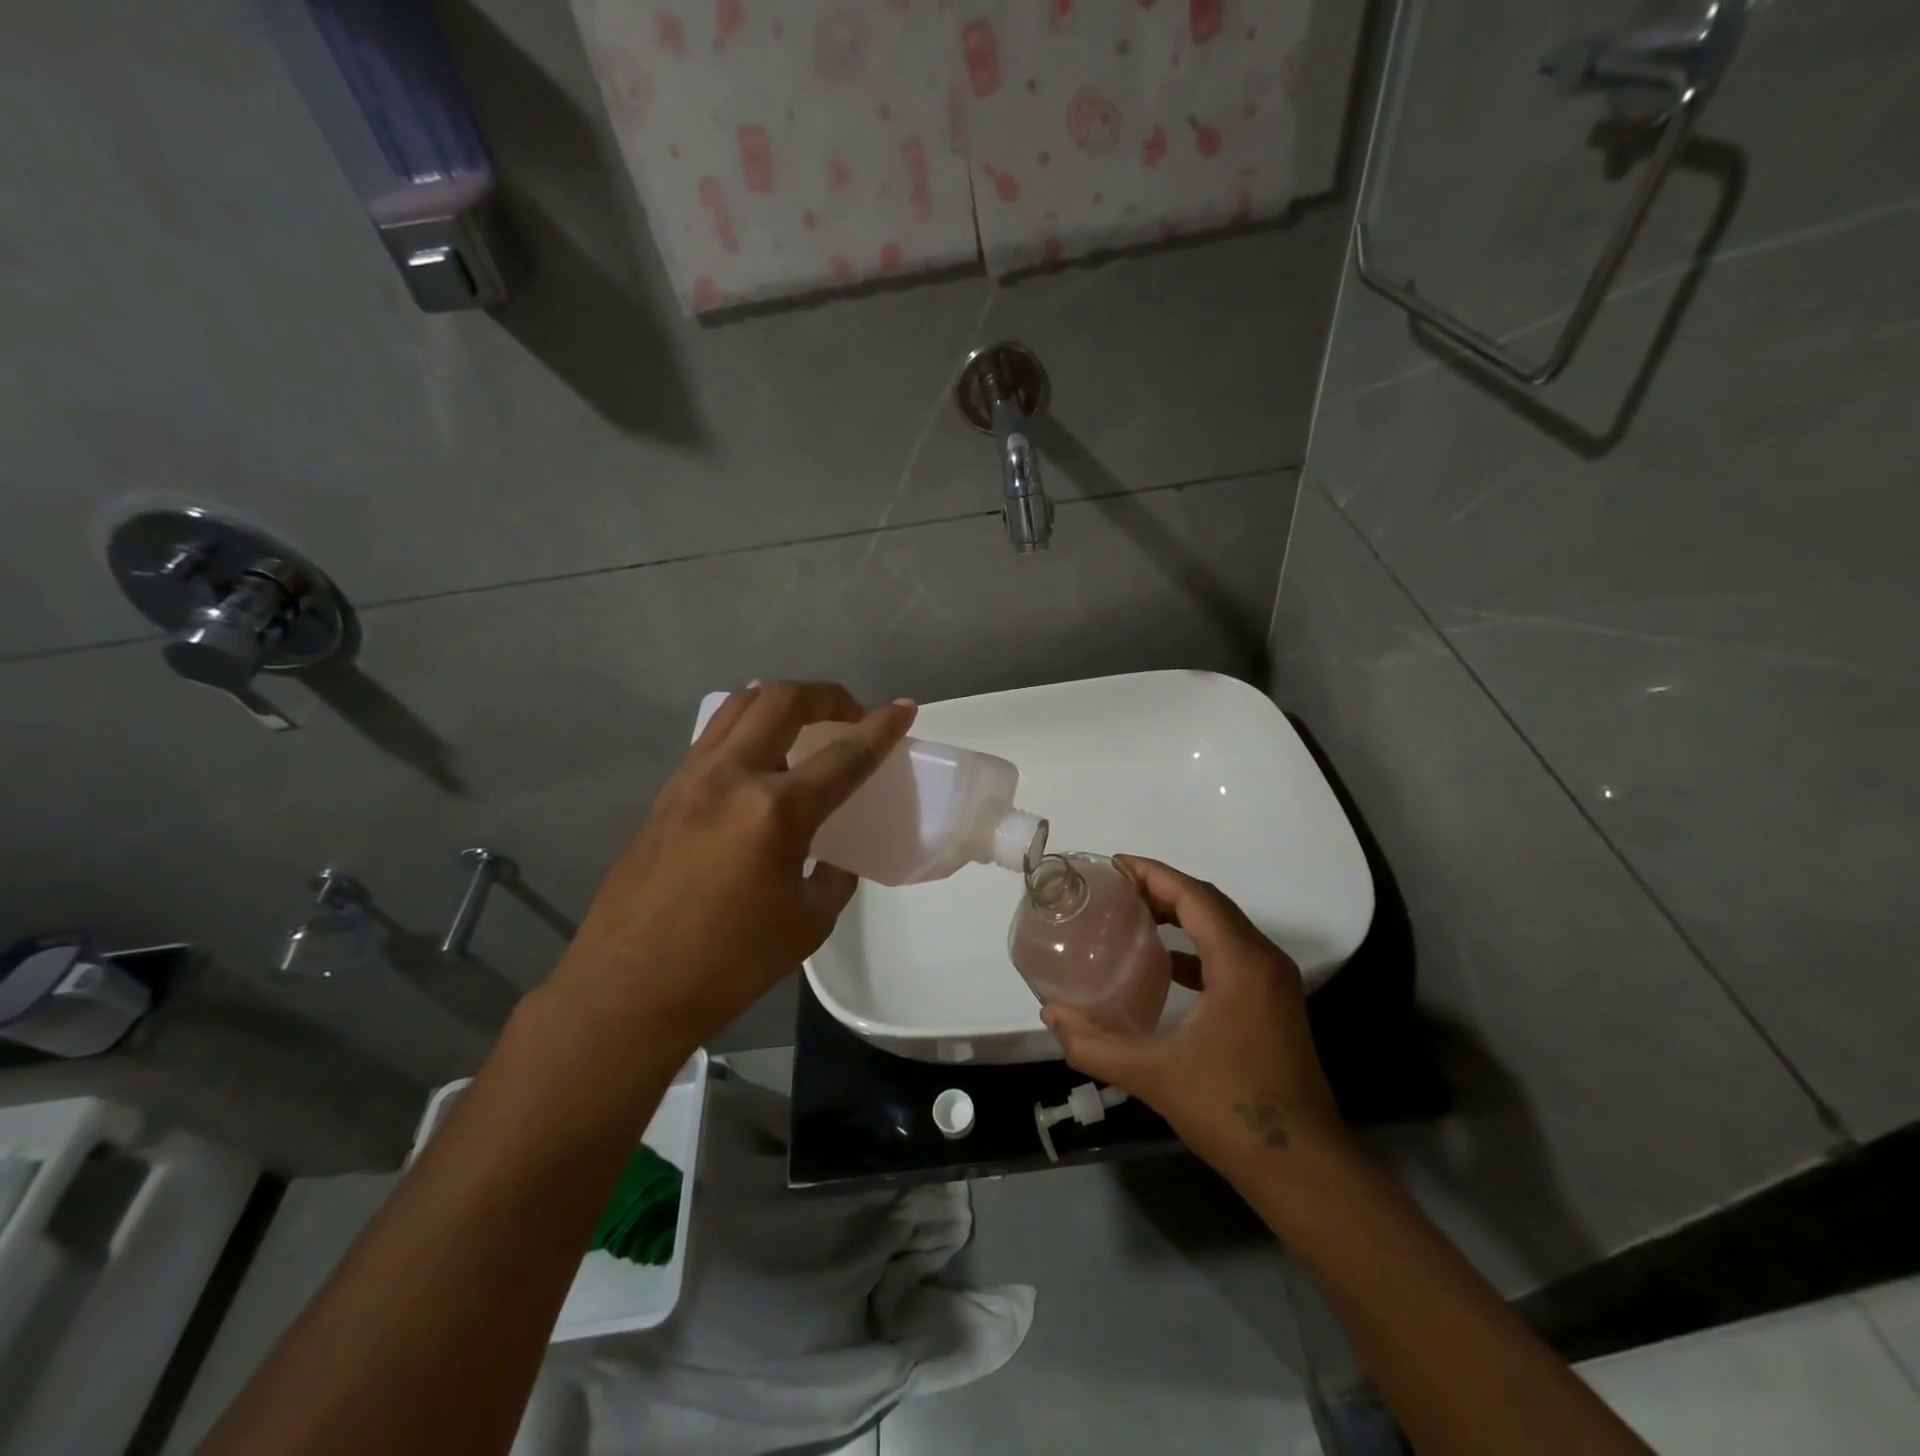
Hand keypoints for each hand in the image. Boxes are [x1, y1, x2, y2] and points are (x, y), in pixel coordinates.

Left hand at [548, 682, 915, 1054]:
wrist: (629, 989)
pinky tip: (760, 758)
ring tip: (804, 723)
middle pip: (782, 701)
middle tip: (850, 714)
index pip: (845, 755)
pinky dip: (747, 727)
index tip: (904, 707)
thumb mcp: (808, 923)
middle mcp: (732, 777)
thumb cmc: (729, 964)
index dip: (882, 728)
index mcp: (776, 812)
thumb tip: (833, 856)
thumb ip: (833, 876)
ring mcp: (691, 779)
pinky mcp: (666, 792)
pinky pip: (714, 737)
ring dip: (781, 701)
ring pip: (740, 706)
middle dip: (827, 695)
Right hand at [1041, 855, 1344, 1172]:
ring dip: (1181, 914)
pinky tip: (1165, 964)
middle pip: (1209, 904)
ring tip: (1134, 915)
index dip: (1153, 874)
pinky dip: (1196, 945)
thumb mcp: (1152, 1075)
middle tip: (1115, 888)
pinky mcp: (1273, 1004)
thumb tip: (1051, 1015)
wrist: (1303, 1168)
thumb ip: (1094, 1045)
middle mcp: (1263, 961)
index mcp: (1240, 963)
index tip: (1113, 865)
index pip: (1194, 896)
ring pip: (1223, 927)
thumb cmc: (1229, 1111)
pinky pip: (1231, 953)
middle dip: (1162, 888)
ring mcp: (1274, 983)